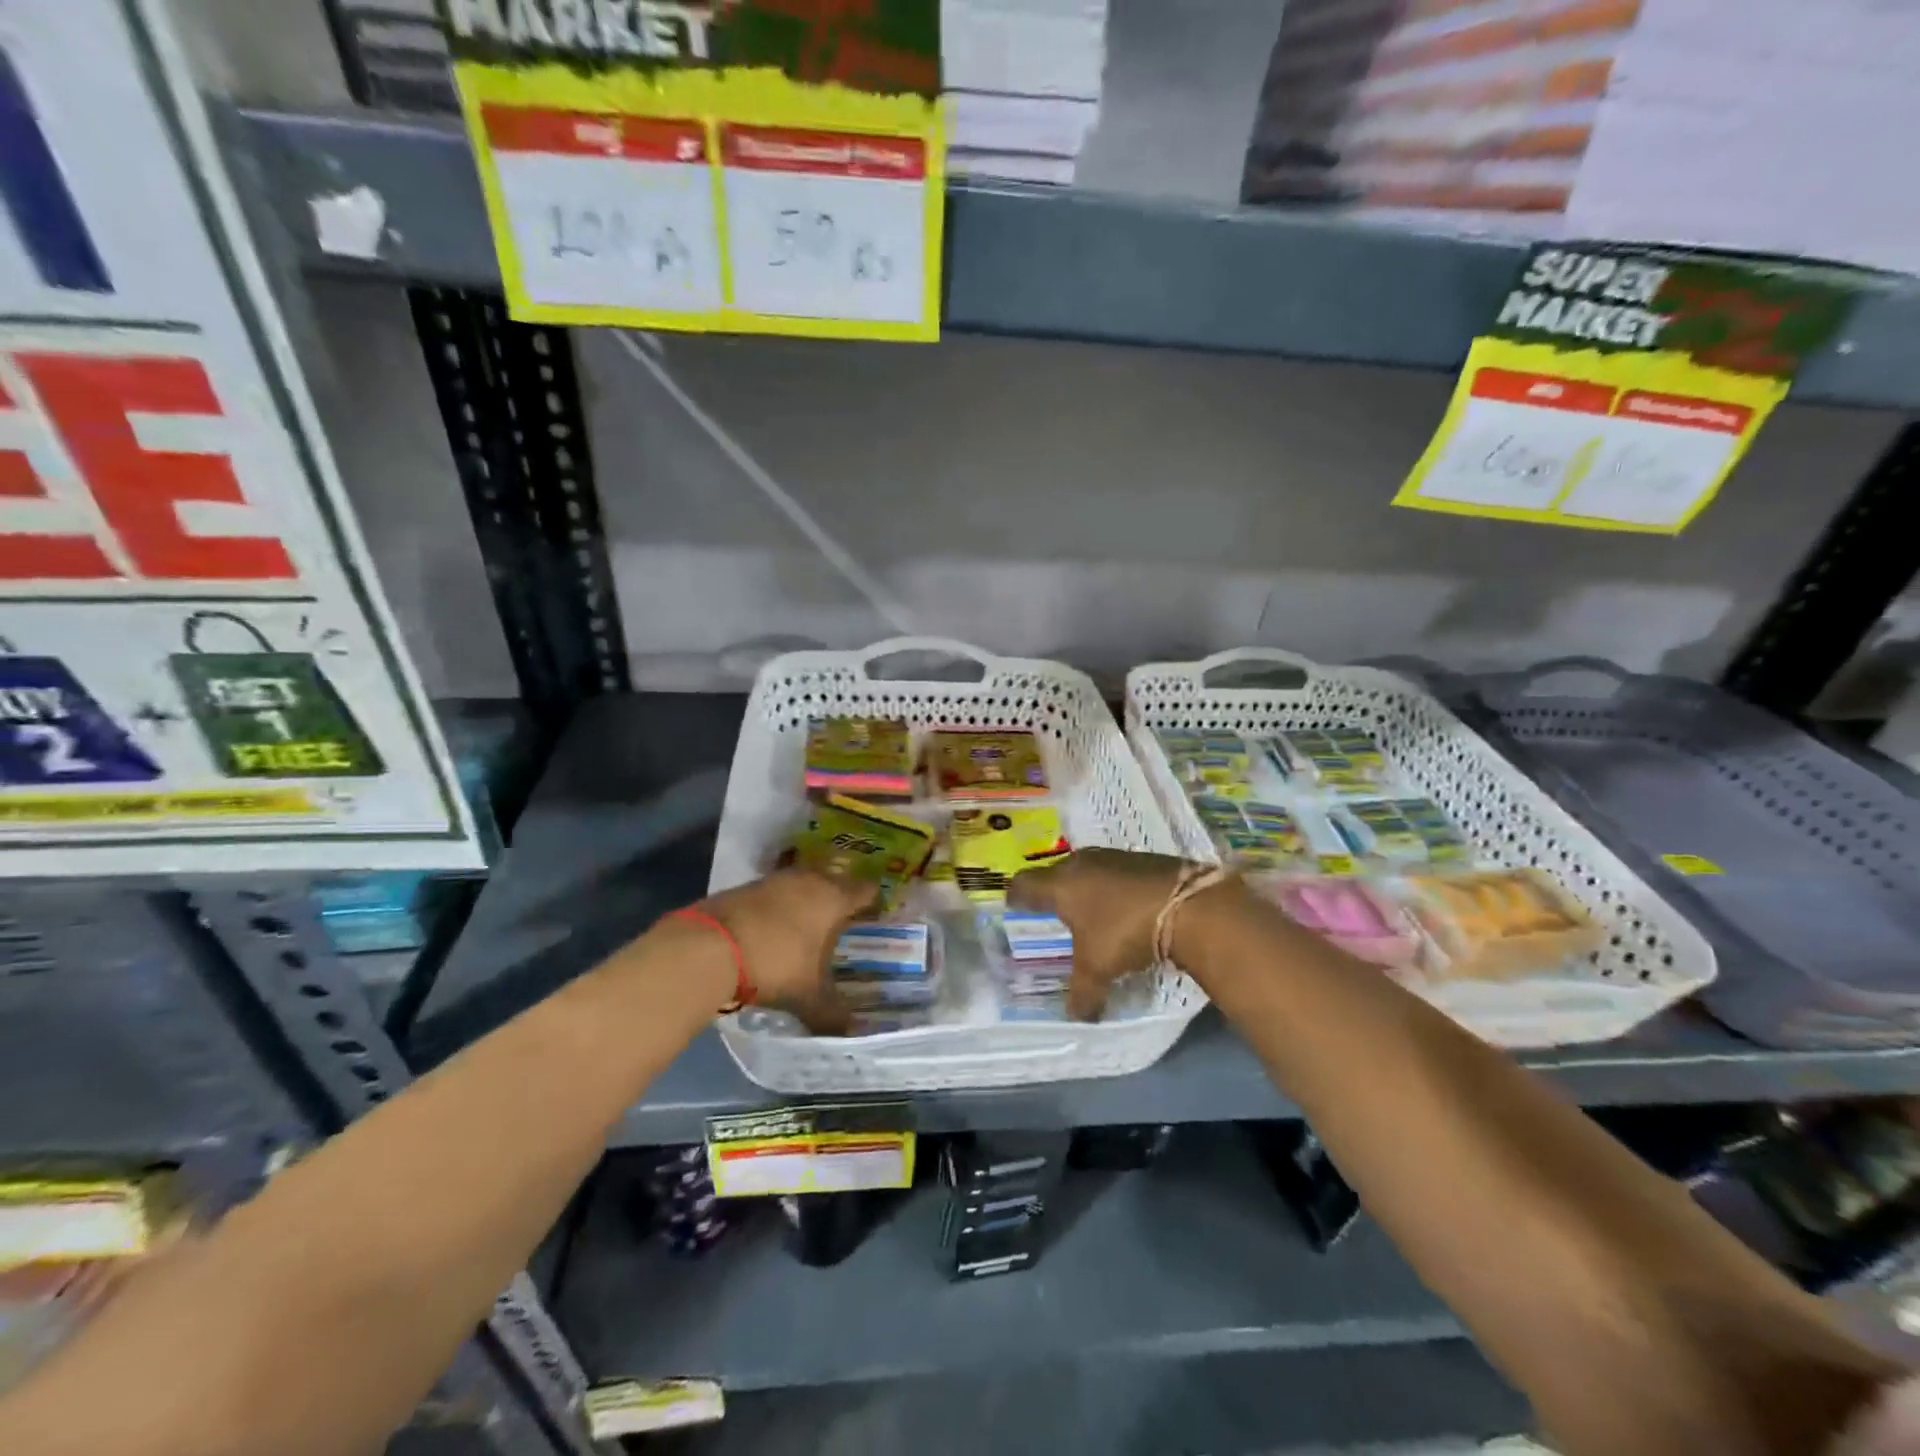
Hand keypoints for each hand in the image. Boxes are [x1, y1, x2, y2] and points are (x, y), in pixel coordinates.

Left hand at [697, 868, 878, 1034]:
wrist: (710, 946)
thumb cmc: (775, 964)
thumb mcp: (809, 996)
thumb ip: (833, 1013)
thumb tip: (853, 1032)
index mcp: (833, 898)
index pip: (865, 890)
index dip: (873, 903)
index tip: (876, 917)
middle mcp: (809, 880)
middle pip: (834, 880)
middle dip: (840, 898)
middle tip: (844, 921)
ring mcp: (775, 880)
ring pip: (803, 883)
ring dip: (807, 899)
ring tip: (809, 925)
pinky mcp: (746, 886)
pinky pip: (775, 892)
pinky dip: (780, 906)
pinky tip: (775, 928)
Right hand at [1008, 849, 1196, 1020]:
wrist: (1188, 905)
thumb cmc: (1125, 932)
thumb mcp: (1098, 969)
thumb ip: (1083, 993)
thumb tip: (1076, 1017)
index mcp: (1060, 885)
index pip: (1024, 885)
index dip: (1016, 896)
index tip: (1013, 905)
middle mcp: (1082, 863)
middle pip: (1055, 873)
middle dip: (1051, 891)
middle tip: (1051, 911)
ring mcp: (1114, 857)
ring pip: (1087, 870)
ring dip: (1085, 888)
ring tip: (1088, 909)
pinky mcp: (1142, 858)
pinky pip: (1115, 872)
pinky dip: (1113, 888)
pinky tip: (1122, 906)